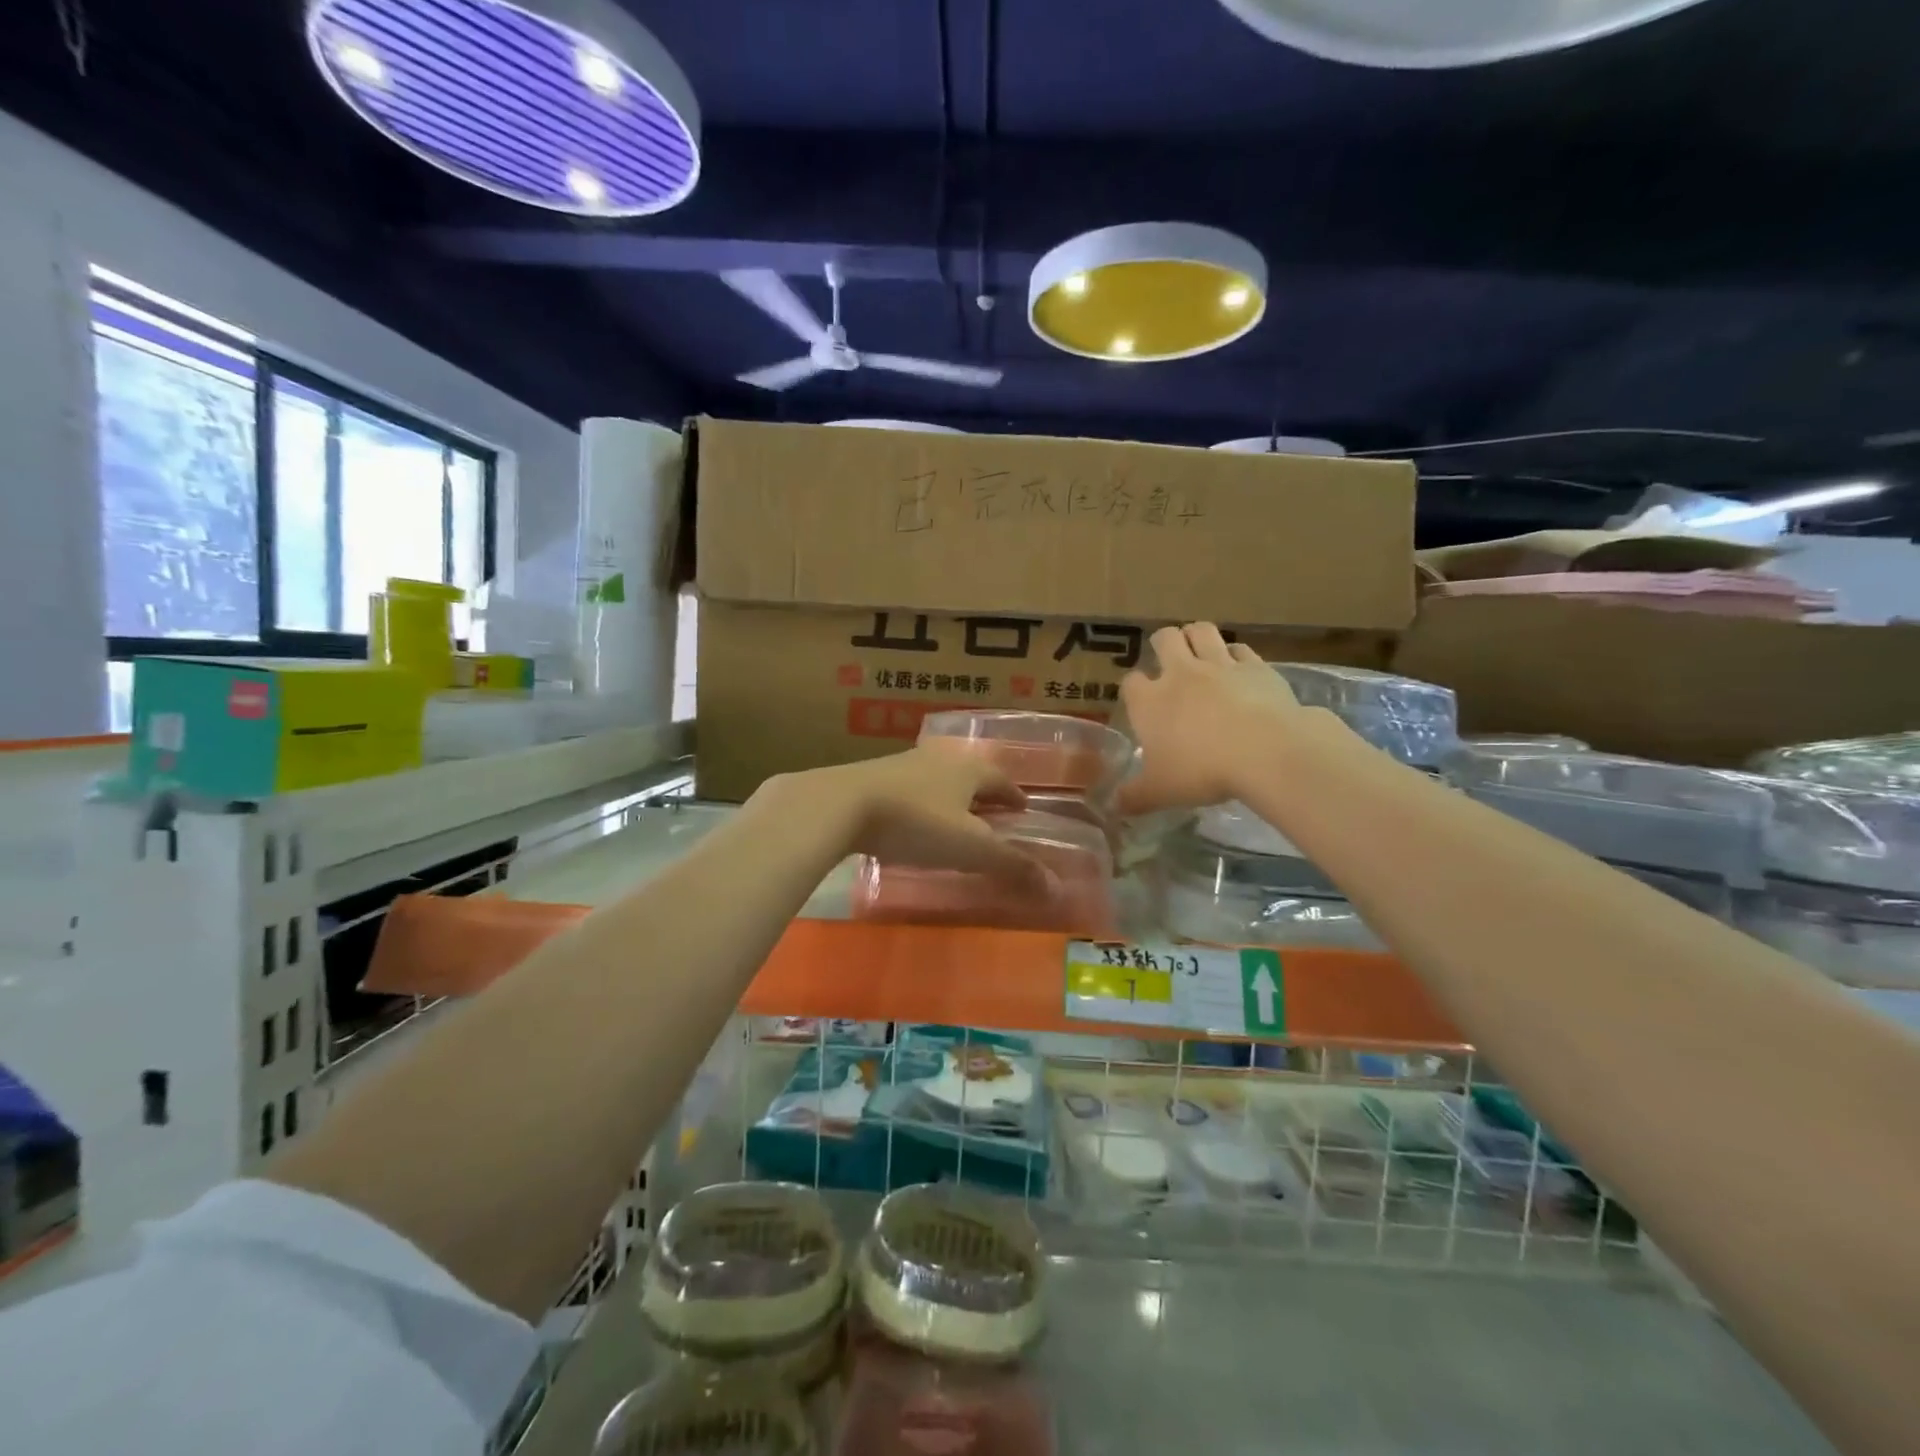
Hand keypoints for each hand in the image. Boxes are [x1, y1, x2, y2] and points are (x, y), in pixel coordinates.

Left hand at [762, 746, 1047, 886]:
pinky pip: (907, 788)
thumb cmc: (915, 823)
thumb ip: (1012, 866)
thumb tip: (1056, 887)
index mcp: (968, 769)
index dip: (1014, 796)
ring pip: (937, 779)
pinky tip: (911, 821)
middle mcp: (938, 758)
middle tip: (993, 816)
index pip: (1001, 779)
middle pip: (970, 775)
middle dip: (983, 795)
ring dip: (950, 797)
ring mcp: (901, 764)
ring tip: (954, 820)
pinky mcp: (870, 777)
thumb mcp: (969, 849)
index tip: (1022, 808)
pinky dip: (919, 803)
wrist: (839, 804)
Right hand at [1117, 623, 1302, 813]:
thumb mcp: (1160, 792)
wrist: (1265, 752)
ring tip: (1199, 650)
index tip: (1140, 702)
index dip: (1134, 689)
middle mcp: (1180, 673)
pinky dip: (1236, 655)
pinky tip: (1238, 668)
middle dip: (1163, 644)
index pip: (1131, 682)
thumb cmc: (1202, 771)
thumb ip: (1134, 797)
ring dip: (1196, 636)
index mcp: (1149, 701)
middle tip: (1169, 661)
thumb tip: (1114, 807)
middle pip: (1164, 639)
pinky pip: (1240, 649)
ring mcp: (1219, 665)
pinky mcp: (1255, 666)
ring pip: (1201, 631)